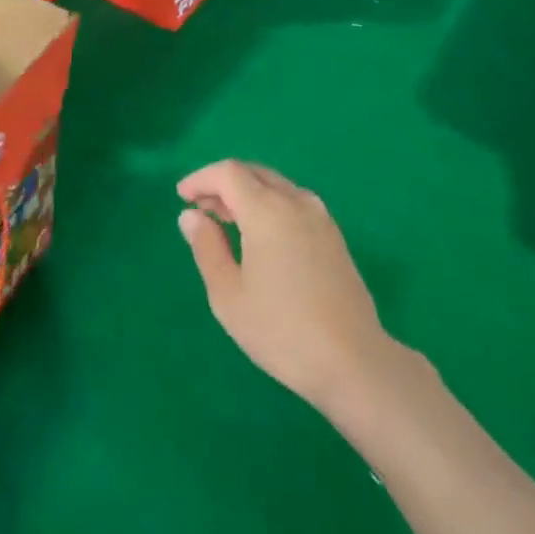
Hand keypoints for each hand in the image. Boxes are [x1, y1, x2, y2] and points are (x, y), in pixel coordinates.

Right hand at [177, 160, 399, 414]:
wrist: (353, 360)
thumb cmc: (281, 330)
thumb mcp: (229, 295)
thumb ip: (207, 248)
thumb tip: (191, 215)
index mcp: (268, 210)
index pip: (228, 173)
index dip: (201, 178)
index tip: (182, 196)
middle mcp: (296, 201)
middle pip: (253, 173)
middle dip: (223, 184)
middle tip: (200, 208)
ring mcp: (320, 216)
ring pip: (276, 186)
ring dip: (247, 193)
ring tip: (225, 221)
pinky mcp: (333, 234)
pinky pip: (293, 202)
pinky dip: (269, 205)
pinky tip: (260, 236)